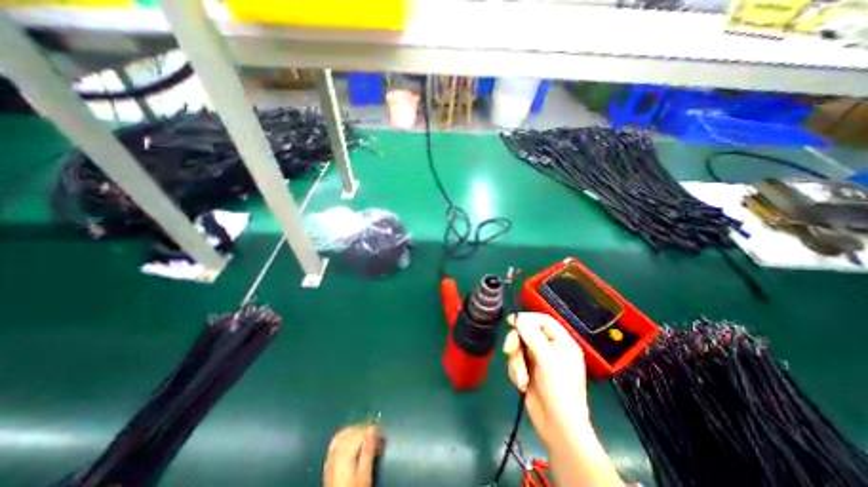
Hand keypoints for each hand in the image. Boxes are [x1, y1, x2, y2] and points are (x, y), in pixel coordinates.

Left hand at [322, 424, 380, 486]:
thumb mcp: (364, 475)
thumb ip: (368, 451)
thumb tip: (373, 429)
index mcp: (345, 454)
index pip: (361, 433)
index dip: (373, 431)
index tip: (383, 436)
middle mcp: (336, 452)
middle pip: (352, 431)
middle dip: (365, 429)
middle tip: (377, 435)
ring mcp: (330, 456)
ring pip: (344, 433)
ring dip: (355, 430)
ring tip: (366, 436)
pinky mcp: (328, 462)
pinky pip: (336, 441)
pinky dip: (346, 436)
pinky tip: (351, 440)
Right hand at [503, 315, 588, 446]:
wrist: (557, 427)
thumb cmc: (558, 390)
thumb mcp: (546, 360)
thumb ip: (531, 335)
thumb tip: (517, 317)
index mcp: (562, 342)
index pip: (543, 320)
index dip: (527, 318)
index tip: (511, 321)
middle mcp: (550, 348)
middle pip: (527, 333)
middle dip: (516, 343)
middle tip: (509, 351)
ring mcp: (539, 360)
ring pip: (518, 348)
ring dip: (516, 363)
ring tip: (522, 379)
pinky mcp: (529, 371)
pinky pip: (516, 361)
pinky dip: (516, 371)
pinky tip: (522, 385)